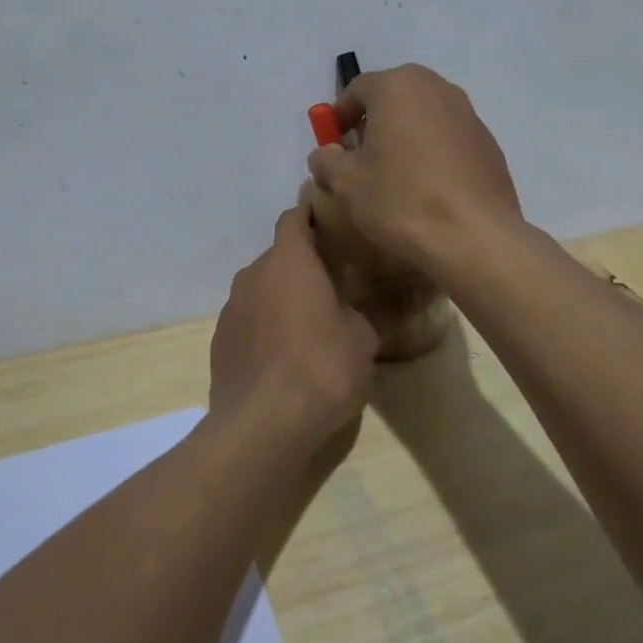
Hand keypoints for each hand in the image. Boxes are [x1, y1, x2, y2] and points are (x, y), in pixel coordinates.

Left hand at [209, 205, 378, 449]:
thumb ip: (386, 307)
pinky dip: (266, 325)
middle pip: (280, 254)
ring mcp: (232, 308)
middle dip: (305, 263)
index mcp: (288, 261)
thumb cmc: (320, 368)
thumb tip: (421, 286)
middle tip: (337, 280)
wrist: (260, 426)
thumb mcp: (363, 338)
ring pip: (262, 288)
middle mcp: (253, 274)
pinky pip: (249, 319)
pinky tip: (286, 354)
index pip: (295, 217)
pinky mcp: (220, 340)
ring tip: (313, 321)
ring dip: (284, 295)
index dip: (314, 215)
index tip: (337, 225)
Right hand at [306, 64, 522, 273]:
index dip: (339, 116)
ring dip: (405, 134)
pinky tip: (429, 186)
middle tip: (362, 155)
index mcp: (397, 86)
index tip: (333, 144)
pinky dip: (433, 151)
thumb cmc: (402, 200)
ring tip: (396, 172)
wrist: (475, 236)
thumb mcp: (346, 183)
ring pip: (424, 115)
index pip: (357, 89)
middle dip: (374, 121)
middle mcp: (436, 87)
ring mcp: (468, 113)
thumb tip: (326, 154)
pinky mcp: (488, 141)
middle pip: (394, 96)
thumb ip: (327, 160)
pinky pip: (449, 137)